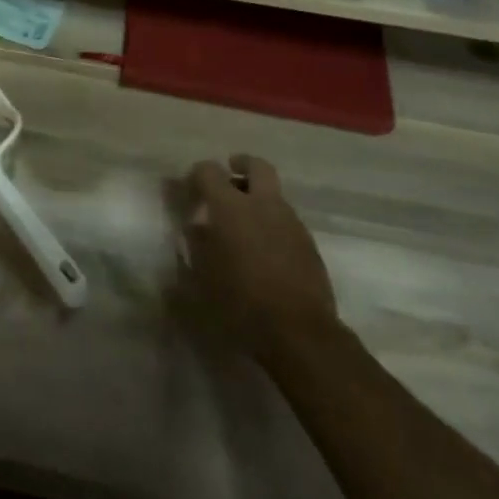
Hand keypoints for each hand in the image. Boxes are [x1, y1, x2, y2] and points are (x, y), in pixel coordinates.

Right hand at [182, 155, 337, 363]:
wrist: (299, 332)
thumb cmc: (239, 301)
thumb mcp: (202, 274)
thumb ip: (197, 243)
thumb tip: (197, 225)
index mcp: (231, 207)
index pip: (209, 171)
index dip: (196, 175)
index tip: (190, 191)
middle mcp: (264, 205)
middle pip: (257, 166)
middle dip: (241, 165)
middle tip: (229, 176)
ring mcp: (291, 223)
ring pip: (274, 194)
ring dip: (258, 198)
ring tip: (244, 224)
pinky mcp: (309, 244)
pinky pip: (286, 220)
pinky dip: (272, 222)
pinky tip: (263, 249)